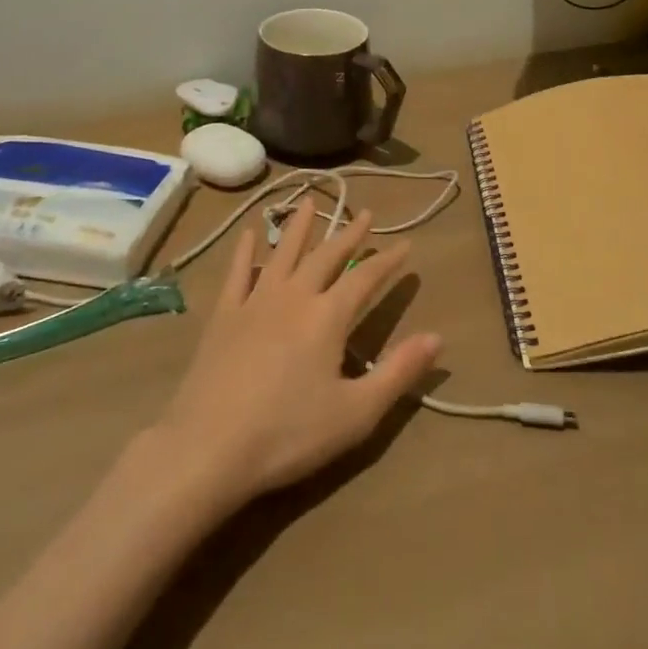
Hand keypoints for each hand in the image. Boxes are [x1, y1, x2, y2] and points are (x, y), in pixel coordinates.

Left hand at [151, 200, 441, 508]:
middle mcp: (294, 295)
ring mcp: (255, 300)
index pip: (365, 278)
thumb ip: (399, 372)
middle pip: (326, 255)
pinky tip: (247, 235)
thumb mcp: (356, 413)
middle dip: (348, 233)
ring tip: (311, 202)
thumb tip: (437, 337)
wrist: (210, 446)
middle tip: (365, 213)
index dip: (387, 261)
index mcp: (328, 316)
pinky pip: (237, 272)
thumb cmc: (289, 434)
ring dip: (300, 226)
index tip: (405, 244)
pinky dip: (245, 251)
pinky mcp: (224, 314)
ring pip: (282, 252)